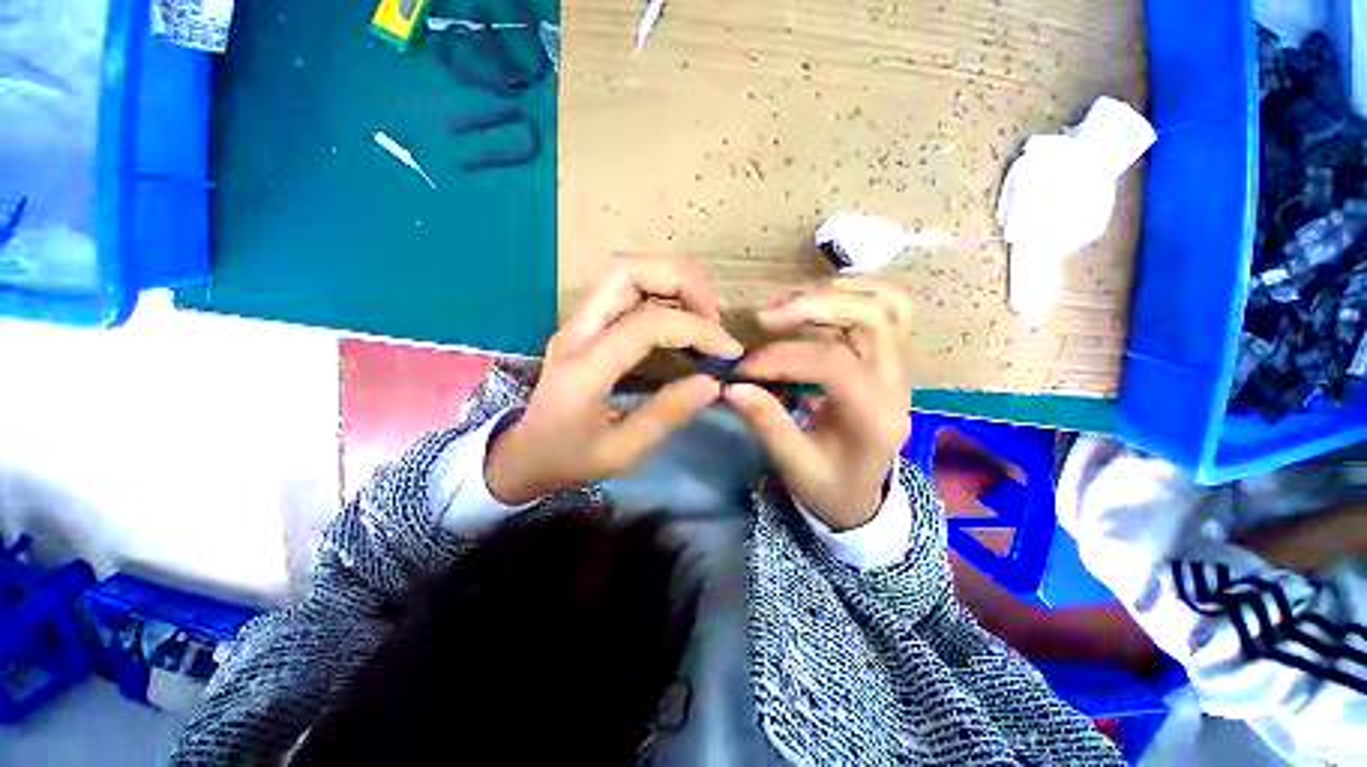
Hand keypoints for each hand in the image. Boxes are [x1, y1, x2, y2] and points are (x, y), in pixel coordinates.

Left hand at [486, 260, 742, 503]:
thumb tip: (713, 383)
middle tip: (715, 314)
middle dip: (682, 282)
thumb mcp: (624, 451)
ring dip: (672, 282)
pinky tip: (682, 318)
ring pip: (626, 274)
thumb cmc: (571, 459)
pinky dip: (661, 293)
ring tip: (705, 312)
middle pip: (628, 273)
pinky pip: (625, 292)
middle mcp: (577, 332)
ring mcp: (577, 323)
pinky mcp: (584, 325)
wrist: (524, 455)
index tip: (729, 351)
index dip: (696, 330)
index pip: (647, 323)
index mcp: (585, 367)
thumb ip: (668, 414)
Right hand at [725, 279, 914, 530]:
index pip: (835, 364)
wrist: (864, 496)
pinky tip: (815, 302)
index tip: (744, 367)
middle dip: (812, 308)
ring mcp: (900, 365)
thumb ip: (767, 424)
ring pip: (884, 302)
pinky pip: (886, 306)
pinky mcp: (891, 357)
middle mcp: (895, 383)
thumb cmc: (829, 486)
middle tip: (765, 319)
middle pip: (870, 317)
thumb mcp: (794, 465)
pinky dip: (850, 294)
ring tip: (787, 306)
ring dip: (832, 294)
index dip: (784, 357)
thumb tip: (732, 386)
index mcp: (873, 416)